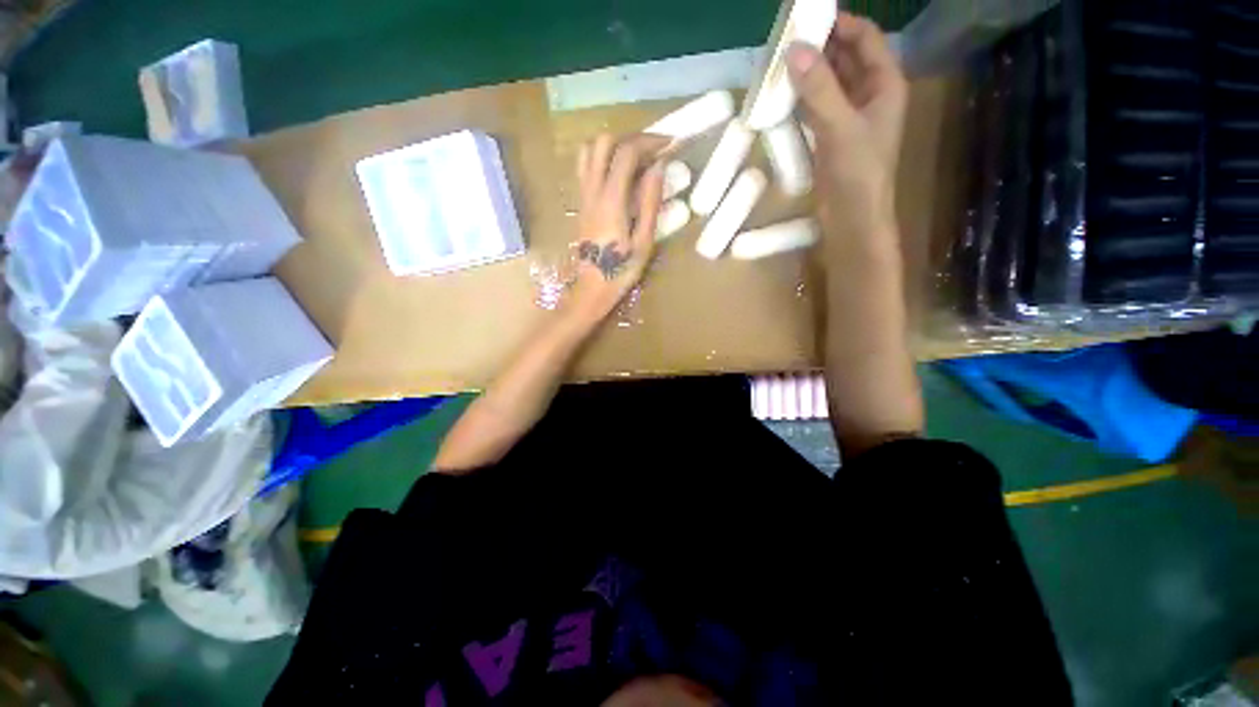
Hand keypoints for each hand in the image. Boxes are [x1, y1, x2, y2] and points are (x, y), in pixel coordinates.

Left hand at [566, 133, 666, 326]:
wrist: (590, 289)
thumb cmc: (620, 271)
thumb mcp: (643, 242)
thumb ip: (650, 203)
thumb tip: (658, 167)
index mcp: (611, 200)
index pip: (627, 153)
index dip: (650, 142)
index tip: (670, 144)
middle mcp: (592, 191)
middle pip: (604, 142)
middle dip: (632, 138)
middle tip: (653, 151)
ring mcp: (583, 196)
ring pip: (589, 151)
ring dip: (613, 146)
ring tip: (635, 159)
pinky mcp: (580, 204)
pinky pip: (585, 167)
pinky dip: (602, 158)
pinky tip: (619, 175)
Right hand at [786, 13, 907, 239]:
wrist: (851, 220)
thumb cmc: (857, 173)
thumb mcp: (840, 127)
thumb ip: (819, 89)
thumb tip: (794, 50)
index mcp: (884, 85)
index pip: (866, 39)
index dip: (842, 23)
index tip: (810, 15)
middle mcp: (868, 96)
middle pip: (845, 58)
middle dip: (820, 46)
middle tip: (787, 38)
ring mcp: (848, 118)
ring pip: (828, 84)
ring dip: (808, 73)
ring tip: (779, 62)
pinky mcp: (830, 139)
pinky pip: (815, 108)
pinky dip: (801, 99)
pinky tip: (782, 96)